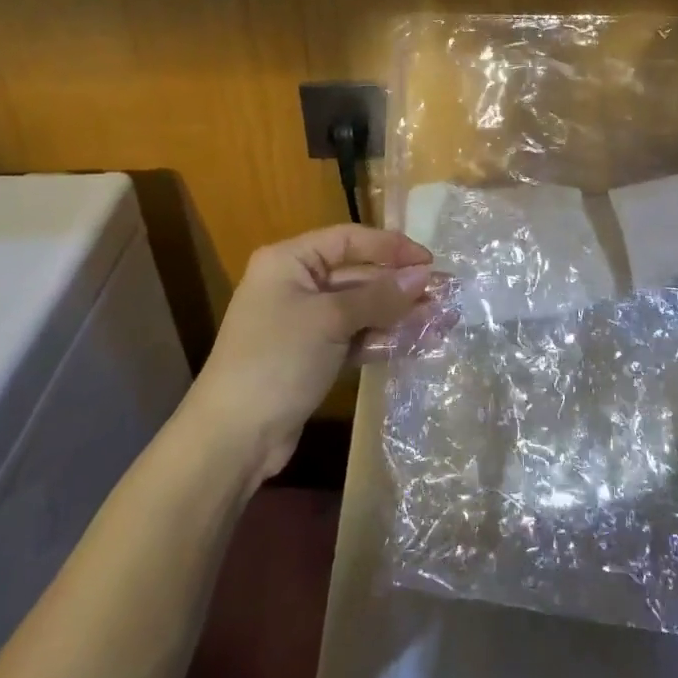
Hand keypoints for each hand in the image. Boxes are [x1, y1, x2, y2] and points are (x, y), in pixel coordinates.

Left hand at [189, 225, 433, 481]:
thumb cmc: (277, 360)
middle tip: (444, 294)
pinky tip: (416, 343)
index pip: (349, 239)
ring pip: (360, 308)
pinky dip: (381, 338)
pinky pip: (354, 336)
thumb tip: (424, 274)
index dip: (391, 247)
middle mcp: (295, 283)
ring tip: (440, 320)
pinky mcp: (312, 356)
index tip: (430, 261)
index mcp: (289, 261)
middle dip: (400, 285)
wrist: (233, 438)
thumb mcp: (331, 320)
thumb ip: (379, 295)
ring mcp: (303, 322)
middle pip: (357, 274)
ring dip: (397, 313)